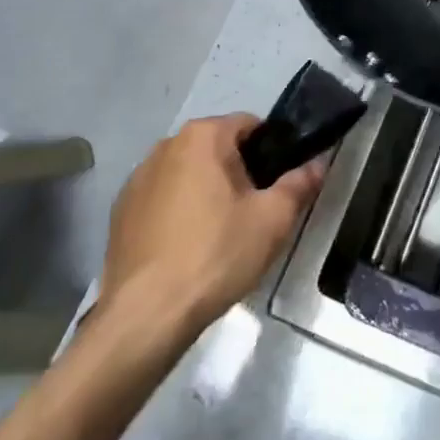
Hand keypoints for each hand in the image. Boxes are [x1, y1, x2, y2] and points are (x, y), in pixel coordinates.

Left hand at [94, 113, 325, 337]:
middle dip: (239, 172)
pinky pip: (163, 199)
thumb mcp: (272, 219)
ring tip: (222, 234)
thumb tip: (319, 163)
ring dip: (207, 191)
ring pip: (188, 174)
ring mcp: (137, 179)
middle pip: (217, 148)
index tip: (279, 184)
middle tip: (255, 212)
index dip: (272, 150)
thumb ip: (300, 184)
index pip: (250, 124)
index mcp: (202, 136)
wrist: (146, 315)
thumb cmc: (216, 254)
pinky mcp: (120, 213)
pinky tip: (188, 248)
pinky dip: (179, 213)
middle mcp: (165, 146)